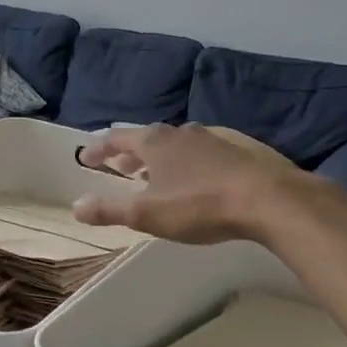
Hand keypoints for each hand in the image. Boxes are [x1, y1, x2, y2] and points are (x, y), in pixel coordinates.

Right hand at [73, 123, 344, 244]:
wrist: (269, 199)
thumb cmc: (200, 205)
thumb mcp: (147, 214)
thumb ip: (109, 209)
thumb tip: (77, 205)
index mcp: (154, 142)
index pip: (117, 139)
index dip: (99, 149)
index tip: (87, 158)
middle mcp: (181, 132)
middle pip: (147, 139)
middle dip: (130, 154)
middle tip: (120, 168)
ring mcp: (213, 138)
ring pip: (177, 144)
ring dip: (161, 158)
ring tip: (157, 174)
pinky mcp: (240, 148)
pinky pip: (204, 151)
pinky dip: (190, 161)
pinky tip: (199, 176)